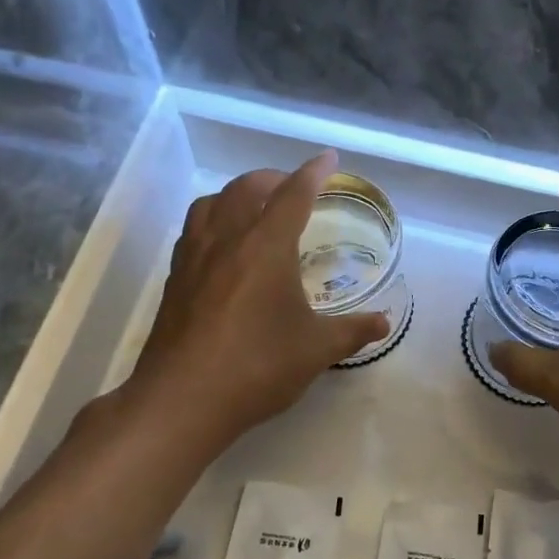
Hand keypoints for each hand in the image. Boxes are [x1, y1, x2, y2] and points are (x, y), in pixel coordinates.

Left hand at [128, 152, 389, 444]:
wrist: (183, 400)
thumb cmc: (258, 366)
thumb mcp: (316, 350)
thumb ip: (352, 331)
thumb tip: (383, 322)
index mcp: (266, 246)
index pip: (293, 195)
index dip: (313, 173)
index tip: (328, 159)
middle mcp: (227, 240)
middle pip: (247, 188)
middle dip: (273, 178)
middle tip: (293, 188)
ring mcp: (194, 258)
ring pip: (212, 204)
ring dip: (236, 194)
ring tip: (253, 208)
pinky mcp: (174, 280)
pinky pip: (194, 230)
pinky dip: (213, 220)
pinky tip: (222, 246)